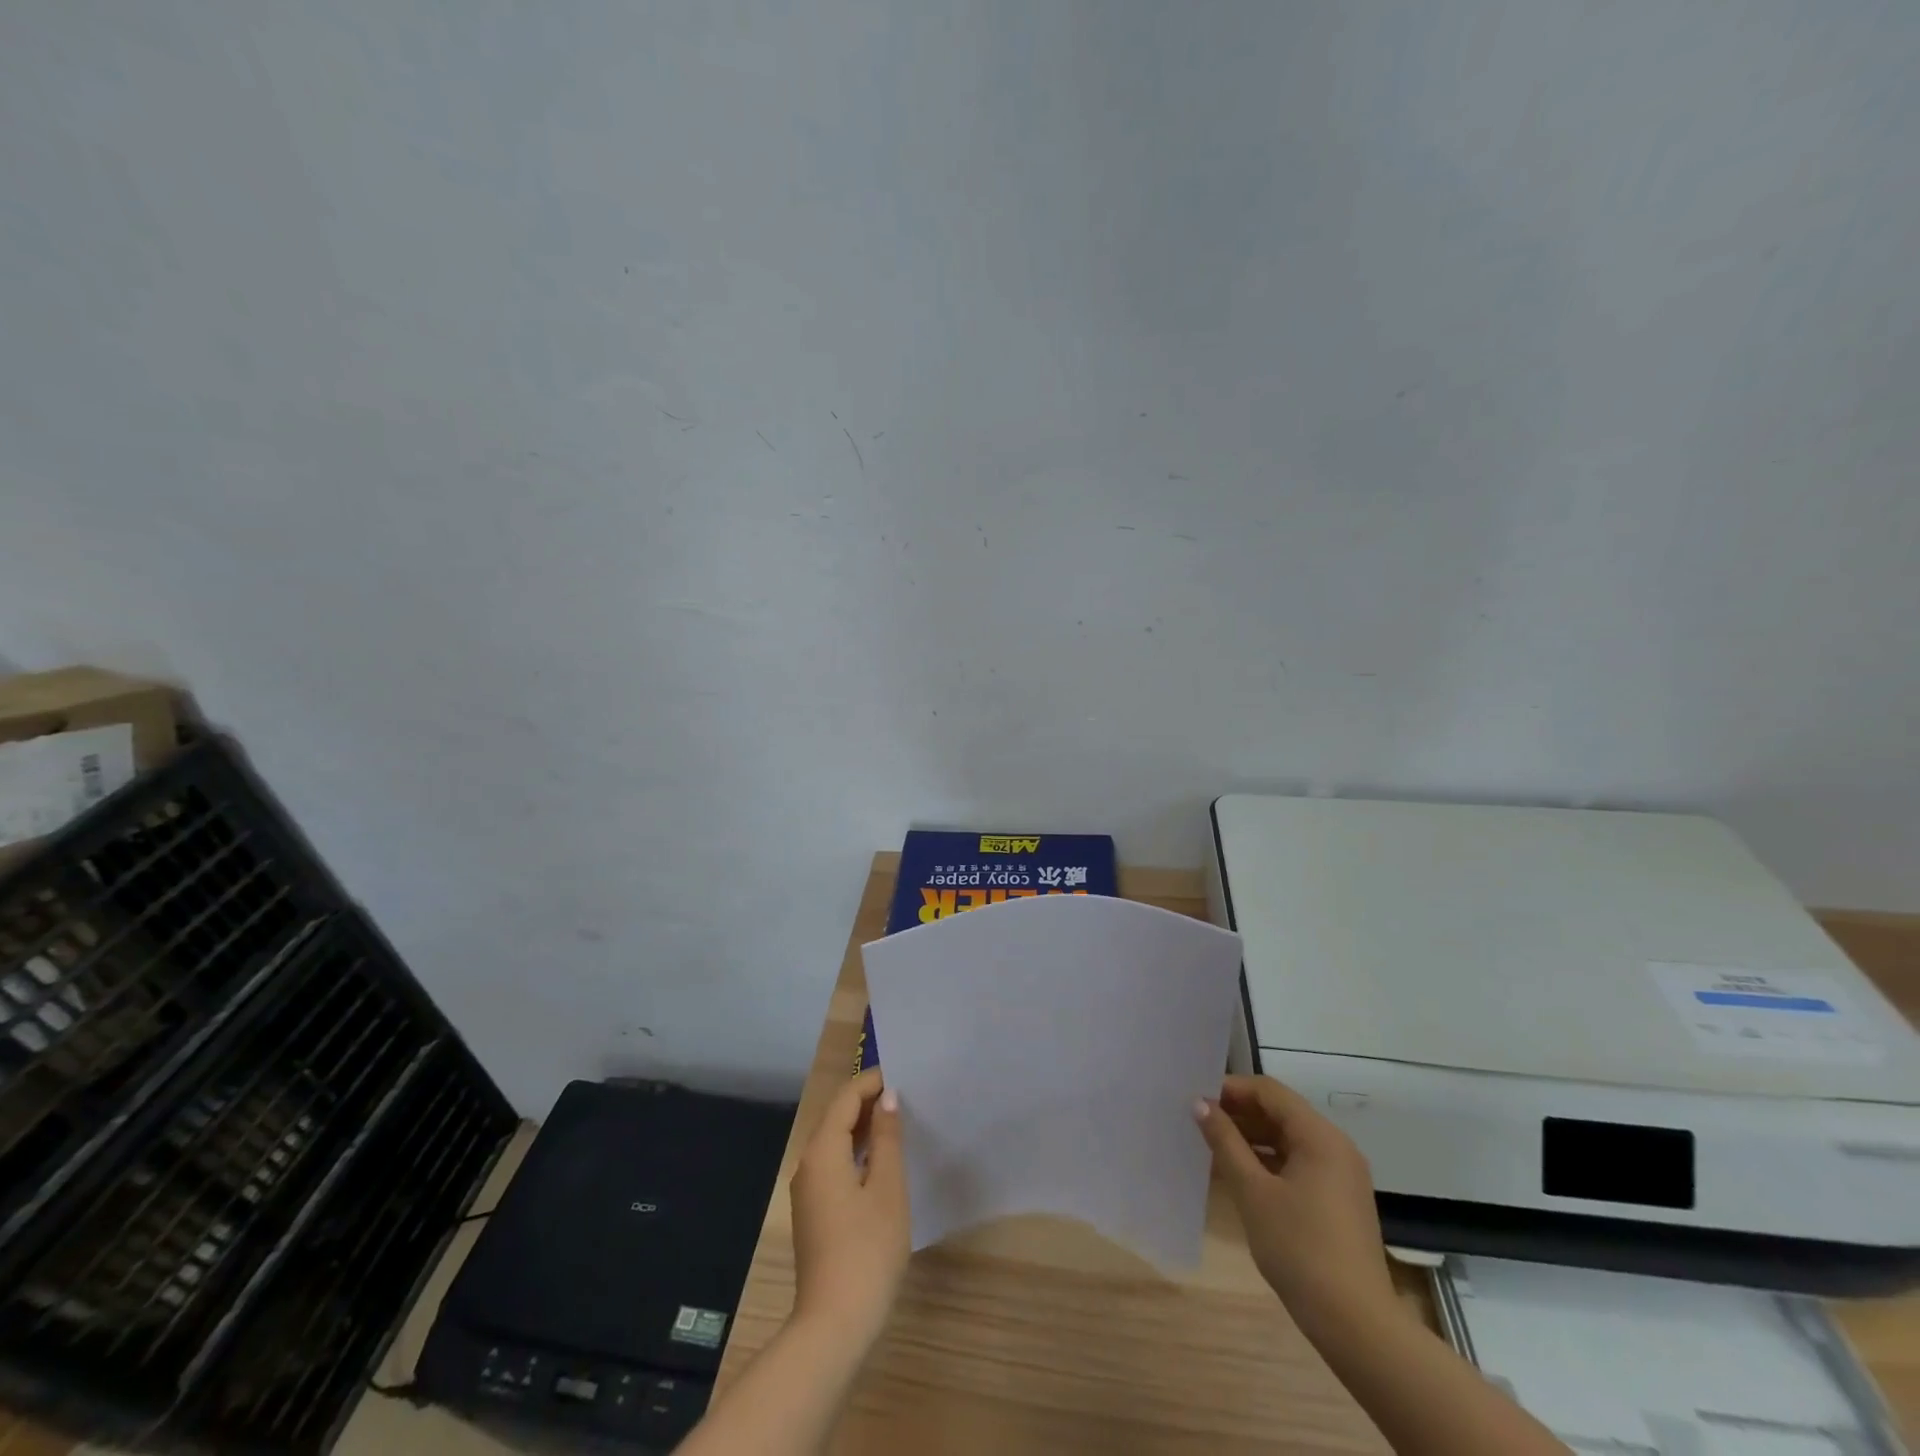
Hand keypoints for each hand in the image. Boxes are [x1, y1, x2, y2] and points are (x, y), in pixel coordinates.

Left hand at [789, 1068, 909, 1348]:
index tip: (903, 1073)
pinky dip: (857, 1152)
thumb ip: (887, 1138)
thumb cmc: (867, 1249)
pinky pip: (835, 1165)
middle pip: (837, 1117)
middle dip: (868, 1102)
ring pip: (835, 1142)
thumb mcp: (887, 1188)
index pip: (846, 1098)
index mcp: (823, 1150)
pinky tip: (882, 1161)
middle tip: (906, 1095)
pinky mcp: (814, 1213)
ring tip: (900, 1121)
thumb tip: (888, 1098)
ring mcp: (808, 1191)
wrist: (834, 1323)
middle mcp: (808, 1164)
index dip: (872, 1082)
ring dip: (864, 1128)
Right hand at [1195, 1075, 1399, 1341]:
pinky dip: (1269, 1162)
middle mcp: (1335, 1146)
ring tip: (1213, 1149)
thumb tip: (1200, 1104)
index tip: (1197, 1101)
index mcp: (1319, 1136)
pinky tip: (1240, 1177)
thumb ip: (1225, 1142)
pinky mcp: (1340, 1200)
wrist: (1357, 1325)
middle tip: (1200, 1124)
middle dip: (1239, 1114)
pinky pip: (1299, 1164)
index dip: (1231, 1090)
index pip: (1269, 1091)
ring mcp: (1341, 1175)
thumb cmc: (1300, 1248)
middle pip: (1280, 1112)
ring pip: (1288, 1139)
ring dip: (1251, 1139)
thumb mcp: (1252, 1191)